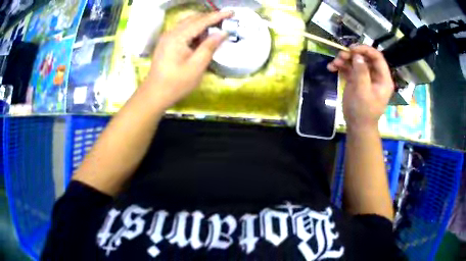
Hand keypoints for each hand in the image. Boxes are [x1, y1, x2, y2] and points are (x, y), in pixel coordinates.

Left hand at [142, 11, 232, 109]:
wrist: (155, 94)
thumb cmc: (176, 83)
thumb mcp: (197, 66)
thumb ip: (210, 46)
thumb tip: (222, 33)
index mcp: (178, 37)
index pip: (201, 21)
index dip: (217, 16)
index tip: (231, 12)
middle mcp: (171, 33)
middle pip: (193, 19)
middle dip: (210, 18)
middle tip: (226, 22)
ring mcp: (167, 37)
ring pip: (187, 24)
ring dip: (202, 24)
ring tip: (216, 29)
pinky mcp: (166, 43)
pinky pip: (183, 31)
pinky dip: (194, 31)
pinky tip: (202, 38)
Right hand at [327, 45, 393, 130]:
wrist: (357, 126)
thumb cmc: (363, 112)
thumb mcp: (363, 92)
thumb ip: (361, 72)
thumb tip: (357, 55)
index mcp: (383, 78)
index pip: (377, 57)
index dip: (365, 50)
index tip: (352, 49)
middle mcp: (375, 75)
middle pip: (365, 57)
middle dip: (352, 55)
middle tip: (340, 56)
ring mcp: (365, 77)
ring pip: (355, 61)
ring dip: (344, 59)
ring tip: (334, 63)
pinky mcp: (356, 80)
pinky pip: (348, 68)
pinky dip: (340, 66)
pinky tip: (331, 68)